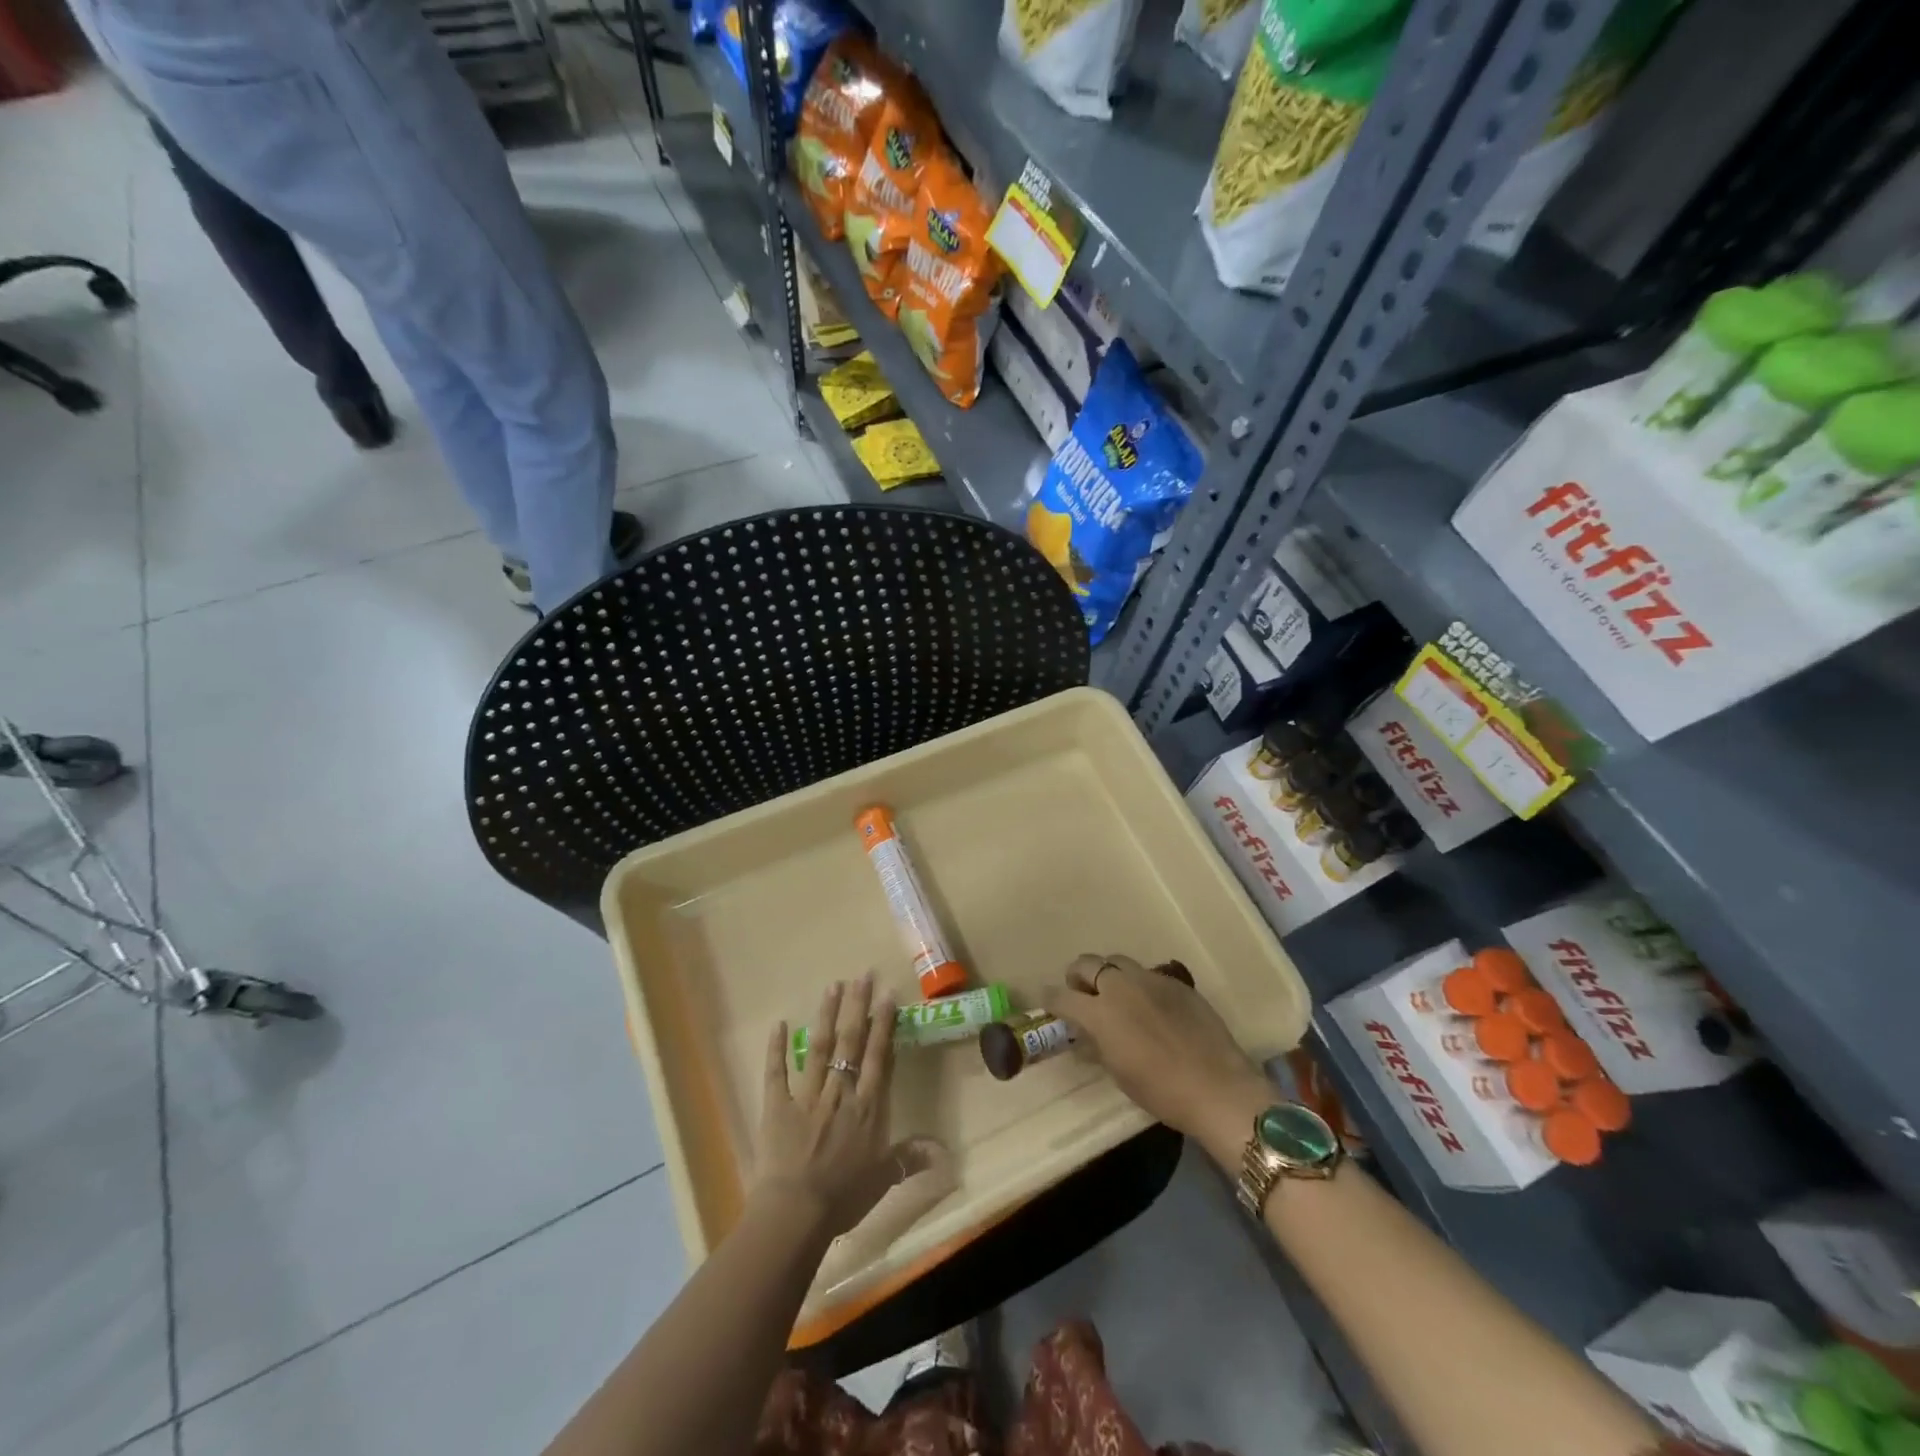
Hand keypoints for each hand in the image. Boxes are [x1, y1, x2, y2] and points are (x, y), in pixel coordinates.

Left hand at [754, 974, 932, 1239]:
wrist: (796, 1213)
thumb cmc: (844, 1197)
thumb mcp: (884, 1178)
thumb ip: (910, 1158)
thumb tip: (942, 1151)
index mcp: (867, 1106)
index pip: (878, 1056)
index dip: (883, 1024)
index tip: (887, 995)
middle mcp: (840, 1092)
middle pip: (851, 1042)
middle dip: (857, 1007)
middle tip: (862, 976)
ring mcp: (806, 1096)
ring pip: (819, 1047)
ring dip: (826, 1015)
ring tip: (833, 986)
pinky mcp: (777, 1106)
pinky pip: (776, 1073)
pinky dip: (777, 1048)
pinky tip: (780, 1024)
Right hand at [1044, 954, 1273, 1165]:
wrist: (1218, 1087)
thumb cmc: (1161, 1091)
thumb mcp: (1118, 1072)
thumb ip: (1097, 1044)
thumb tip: (1087, 1033)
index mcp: (1100, 1012)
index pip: (1062, 996)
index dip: (1051, 999)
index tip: (1048, 1002)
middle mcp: (1121, 986)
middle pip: (1088, 963)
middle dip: (1078, 976)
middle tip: (1081, 994)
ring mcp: (1151, 980)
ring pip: (1118, 962)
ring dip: (1109, 975)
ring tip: (1116, 996)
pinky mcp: (1177, 983)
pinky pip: (1148, 975)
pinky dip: (1139, 986)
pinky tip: (1150, 1008)